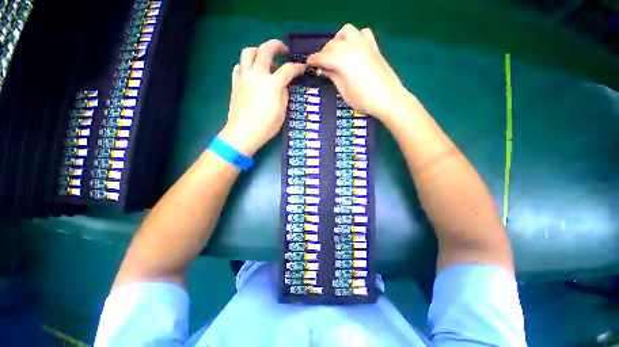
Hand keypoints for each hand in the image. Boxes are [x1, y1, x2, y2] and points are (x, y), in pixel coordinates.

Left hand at [218, 39, 305, 155]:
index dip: (297, 68)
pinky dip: (247, 65)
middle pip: (266, 49)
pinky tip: (252, 73)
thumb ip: (284, 95)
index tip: (302, 68)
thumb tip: (283, 85)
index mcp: (272, 84)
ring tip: (265, 59)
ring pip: (248, 52)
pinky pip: (239, 66)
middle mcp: (257, 75)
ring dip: (259, 51)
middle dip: (277, 46)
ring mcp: (244, 77)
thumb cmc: (266, 126)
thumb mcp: (282, 112)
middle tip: (284, 52)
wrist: (243, 133)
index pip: (288, 69)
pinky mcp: (235, 82)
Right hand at [307, 24, 409, 122]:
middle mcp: (351, 46)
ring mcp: (364, 43)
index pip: (322, 57)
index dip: (313, 60)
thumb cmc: (363, 99)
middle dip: (324, 53)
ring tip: (338, 54)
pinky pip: (362, 33)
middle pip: (331, 44)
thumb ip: (333, 76)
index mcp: (341, 59)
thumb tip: (324, 68)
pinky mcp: (373, 46)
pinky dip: (355, 37)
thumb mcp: (343, 91)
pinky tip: (355, 49)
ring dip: (338, 40)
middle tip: (323, 66)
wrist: (388, 99)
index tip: (308, 64)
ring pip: (345, 32)